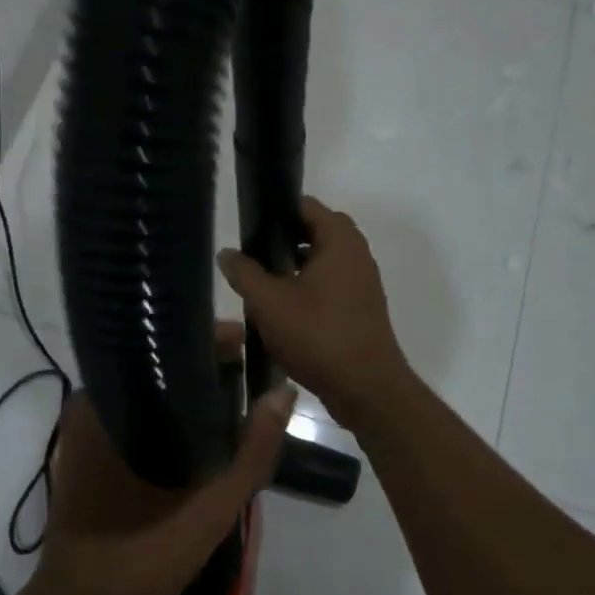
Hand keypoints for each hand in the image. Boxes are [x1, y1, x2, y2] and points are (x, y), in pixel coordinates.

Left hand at [31, 324, 290, 594]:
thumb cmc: (139, 556)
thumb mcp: (210, 506)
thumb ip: (253, 451)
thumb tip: (285, 392)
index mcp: (108, 402)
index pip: (164, 345)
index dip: (213, 341)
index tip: (253, 345)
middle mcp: (93, 404)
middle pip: (159, 365)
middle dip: (207, 367)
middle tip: (252, 374)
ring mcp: (88, 429)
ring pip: (151, 392)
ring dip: (192, 394)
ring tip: (238, 395)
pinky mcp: (92, 452)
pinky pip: (140, 415)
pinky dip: (173, 416)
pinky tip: (207, 431)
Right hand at [217, 196, 411, 423]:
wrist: (367, 389)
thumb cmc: (318, 335)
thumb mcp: (269, 302)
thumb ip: (245, 273)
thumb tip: (227, 253)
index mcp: (340, 240)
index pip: (306, 205)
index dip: (276, 210)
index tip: (249, 226)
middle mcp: (357, 254)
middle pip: (314, 232)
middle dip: (283, 240)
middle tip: (253, 255)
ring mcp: (362, 282)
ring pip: (322, 260)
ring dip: (294, 266)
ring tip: (262, 283)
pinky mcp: (361, 308)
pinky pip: (331, 284)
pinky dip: (308, 287)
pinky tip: (283, 310)